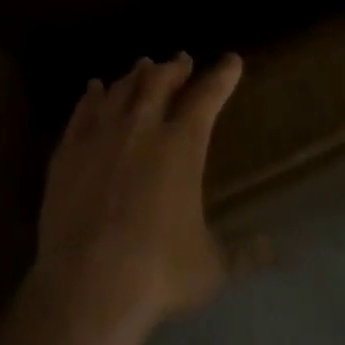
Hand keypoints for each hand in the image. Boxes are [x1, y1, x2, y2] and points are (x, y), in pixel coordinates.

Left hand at [30, 53, 242, 343]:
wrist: (87, 284)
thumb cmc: (157, 273)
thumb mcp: (211, 267)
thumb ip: (244, 253)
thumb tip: (276, 249)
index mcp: (181, 146)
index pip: (207, 97)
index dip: (222, 76)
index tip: (231, 60)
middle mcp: (142, 127)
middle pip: (160, 82)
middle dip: (174, 68)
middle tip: (181, 60)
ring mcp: (101, 134)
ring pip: (122, 89)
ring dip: (136, 75)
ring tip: (143, 66)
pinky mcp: (69, 150)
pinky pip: (84, 109)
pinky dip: (93, 95)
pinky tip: (95, 88)